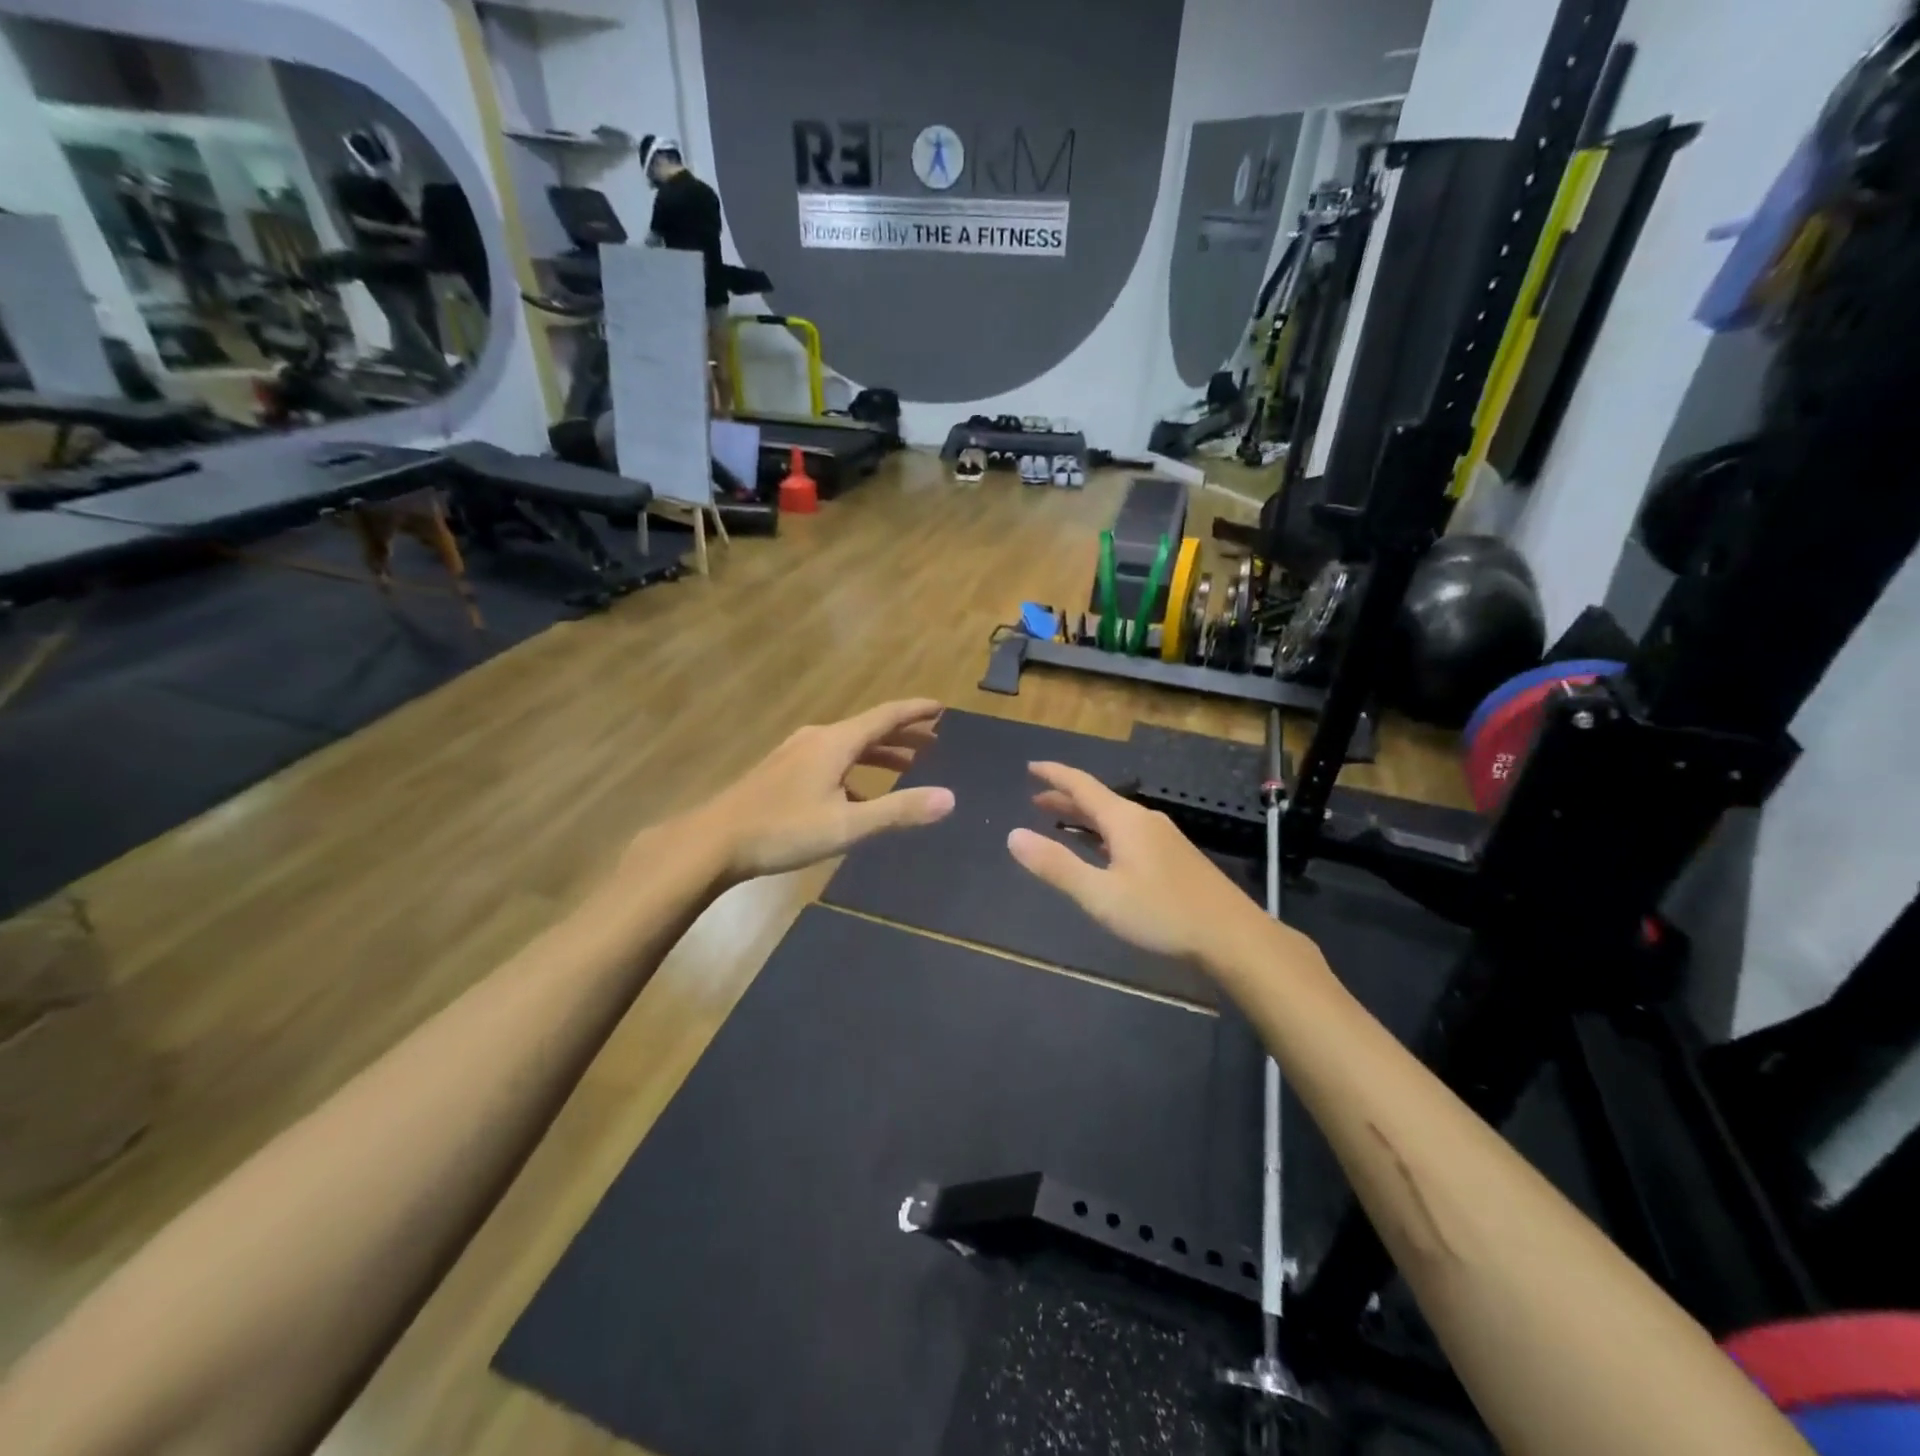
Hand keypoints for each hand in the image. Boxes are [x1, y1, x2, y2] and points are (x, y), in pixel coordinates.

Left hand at [693, 700, 953, 881]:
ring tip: (906, 767)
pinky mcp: (782, 771)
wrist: (714, 841)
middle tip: (934, 743)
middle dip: (902, 735)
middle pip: (868, 729)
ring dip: (880, 754)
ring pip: (849, 746)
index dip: (915, 711)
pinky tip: (858, 797)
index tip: (941, 707)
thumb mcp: (847, 825)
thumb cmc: (784, 830)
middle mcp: (817, 738)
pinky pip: (831, 761)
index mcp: (835, 742)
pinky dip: (855, 771)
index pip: (885, 716)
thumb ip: (899, 811)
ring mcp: (796, 753)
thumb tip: (949, 798)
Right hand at [1006, 761, 1271, 963]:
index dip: (1054, 775)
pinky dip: (1103, 834)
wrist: (1233, 937)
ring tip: (1060, 824)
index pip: (1082, 785)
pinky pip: (1128, 833)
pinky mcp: (1174, 858)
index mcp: (1125, 820)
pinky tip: (1102, 852)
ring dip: (1084, 819)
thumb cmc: (1162, 913)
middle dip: (1065, 799)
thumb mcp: (1100, 894)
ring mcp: (1163, 838)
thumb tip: (1014, 836)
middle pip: (1098, 800)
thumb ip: (1056, 866)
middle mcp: (1144, 820)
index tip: (1030, 767)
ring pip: (1114, 819)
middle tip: (1035, 800)